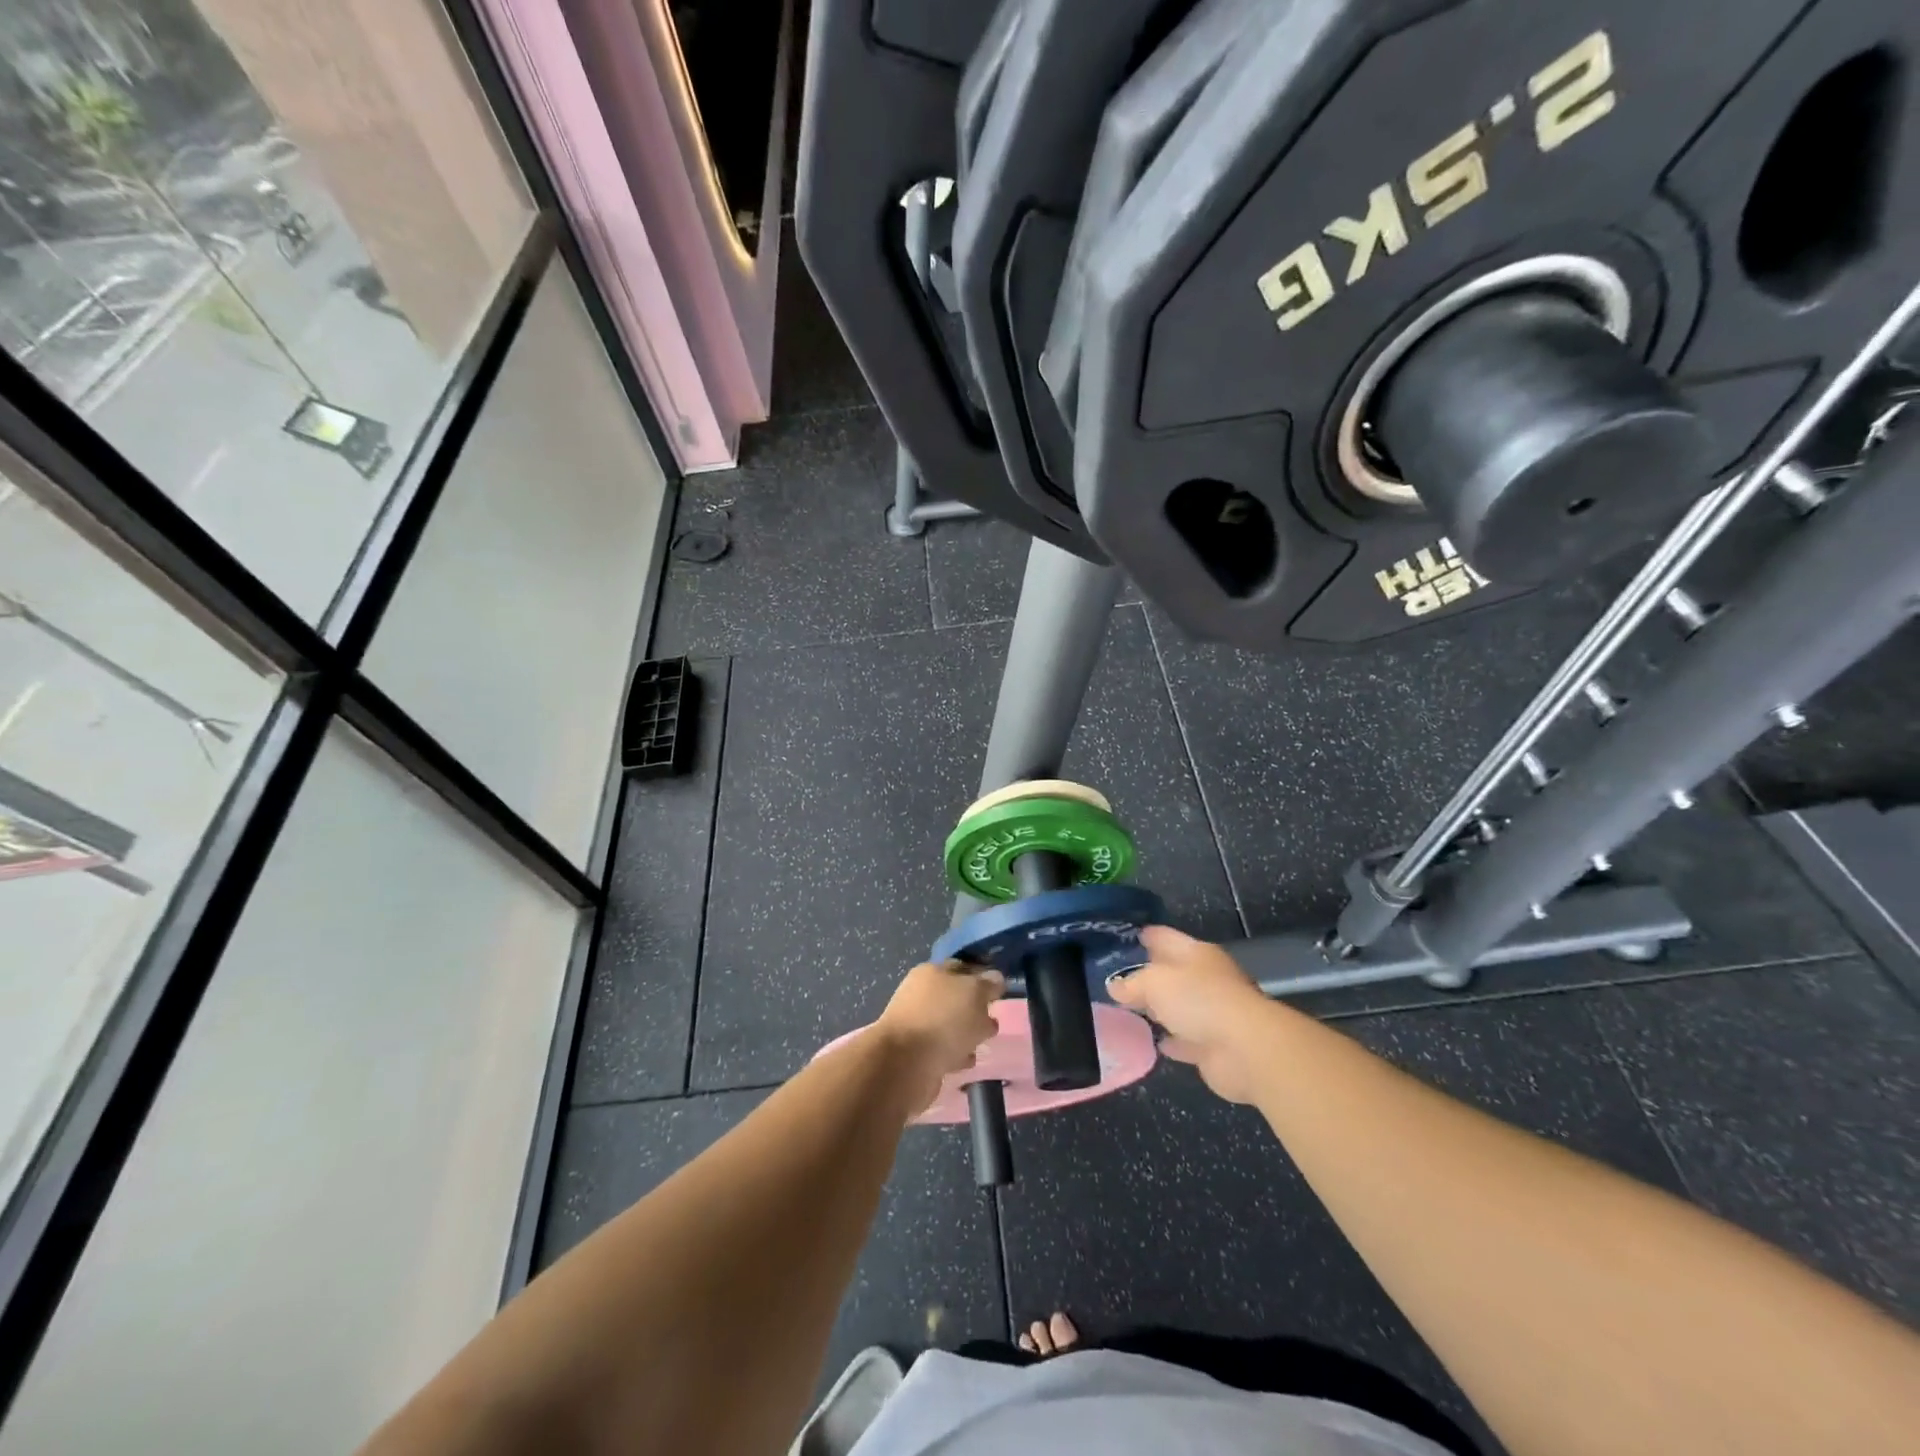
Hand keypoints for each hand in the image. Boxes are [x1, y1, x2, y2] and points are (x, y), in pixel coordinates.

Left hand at [873, 961, 1003, 1111]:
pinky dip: (956, 1053)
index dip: (983, 977)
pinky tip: (967, 1061)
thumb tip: (996, 979)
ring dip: (966, 1033)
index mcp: (932, 972)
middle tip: (994, 1019)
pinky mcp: (916, 1054)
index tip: (1001, 991)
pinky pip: (943, 1049)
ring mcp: (917, 1024)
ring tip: (983, 1043)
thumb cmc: (943, 1020)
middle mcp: (921, 994)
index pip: (963, 968)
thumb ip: (988, 984)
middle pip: (956, 997)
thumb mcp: (975, 993)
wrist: (905, 1064)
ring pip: (950, 1025)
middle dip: (976, 1008)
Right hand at [1107, 927, 1278, 1103]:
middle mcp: (1206, 978)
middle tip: (1114, 977)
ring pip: (1178, 1006)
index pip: (1164, 937)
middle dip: (1147, 974)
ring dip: (1159, 1009)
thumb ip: (1132, 983)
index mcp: (1196, 953)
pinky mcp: (1213, 1045)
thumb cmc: (1199, 1000)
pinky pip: (1185, 1039)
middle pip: (1172, 972)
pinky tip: (1153, 1042)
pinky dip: (1171, 1040)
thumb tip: (1114, 986)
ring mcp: (1212, 1013)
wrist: (1245, 1049)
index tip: (1121, 938)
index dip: (1144, 936)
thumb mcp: (1155, 982)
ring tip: (1127, 1010)